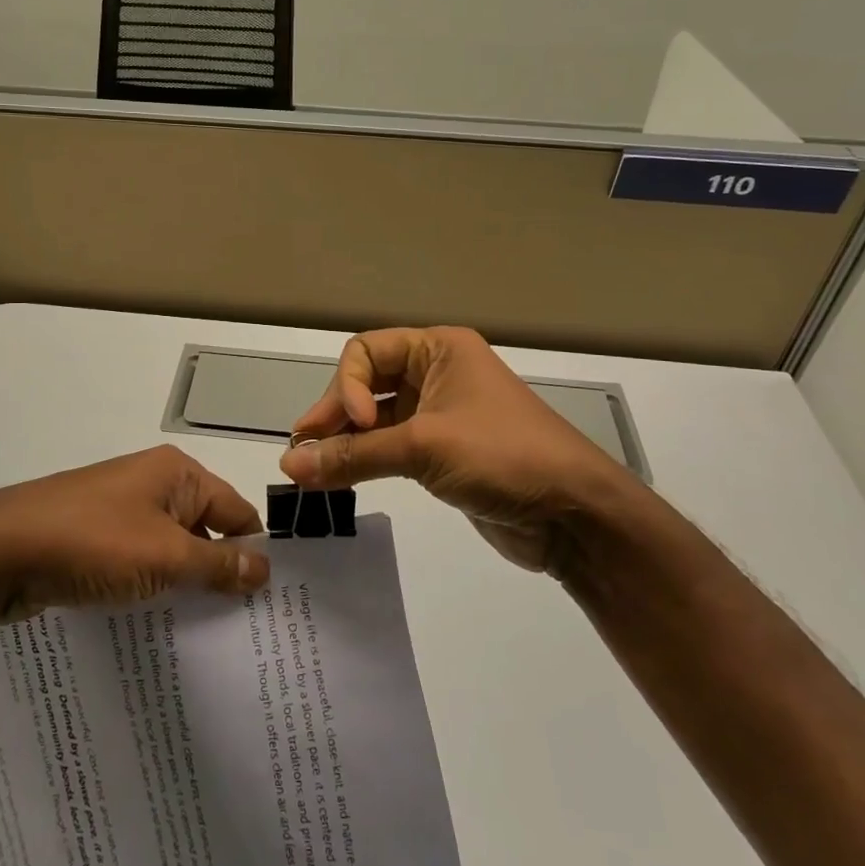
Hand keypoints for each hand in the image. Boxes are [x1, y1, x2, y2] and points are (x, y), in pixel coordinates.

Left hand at [0, 446, 270, 620]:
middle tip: (247, 631)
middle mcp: (153, 485)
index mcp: (177, 474)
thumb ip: (218, 564)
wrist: (1, 549)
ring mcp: (121, 511)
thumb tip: (265, 569)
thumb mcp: (165, 556)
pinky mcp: (97, 538)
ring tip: (211, 639)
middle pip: (205, 530)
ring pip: (170, 551)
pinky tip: (161, 629)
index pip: (236, 510)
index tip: (272, 604)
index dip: (253, 552)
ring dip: (185, 586)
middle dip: (221, 574)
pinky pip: (139, 562)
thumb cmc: (93, 542)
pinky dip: (152, 589)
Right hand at [277, 327, 640, 575]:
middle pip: (366, 383)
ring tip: (310, 469)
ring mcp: (439, 415)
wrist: (574, 515)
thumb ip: (353, 456)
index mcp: (439, 350)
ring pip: (375, 418)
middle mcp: (436, 374)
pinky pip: (389, 447)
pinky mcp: (441, 453)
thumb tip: (289, 466)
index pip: (367, 352)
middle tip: (303, 450)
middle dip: (335, 414)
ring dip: (344, 441)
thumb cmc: (502, 456)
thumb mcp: (424, 448)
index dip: (348, 385)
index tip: (354, 424)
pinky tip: (339, 478)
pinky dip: (364, 460)